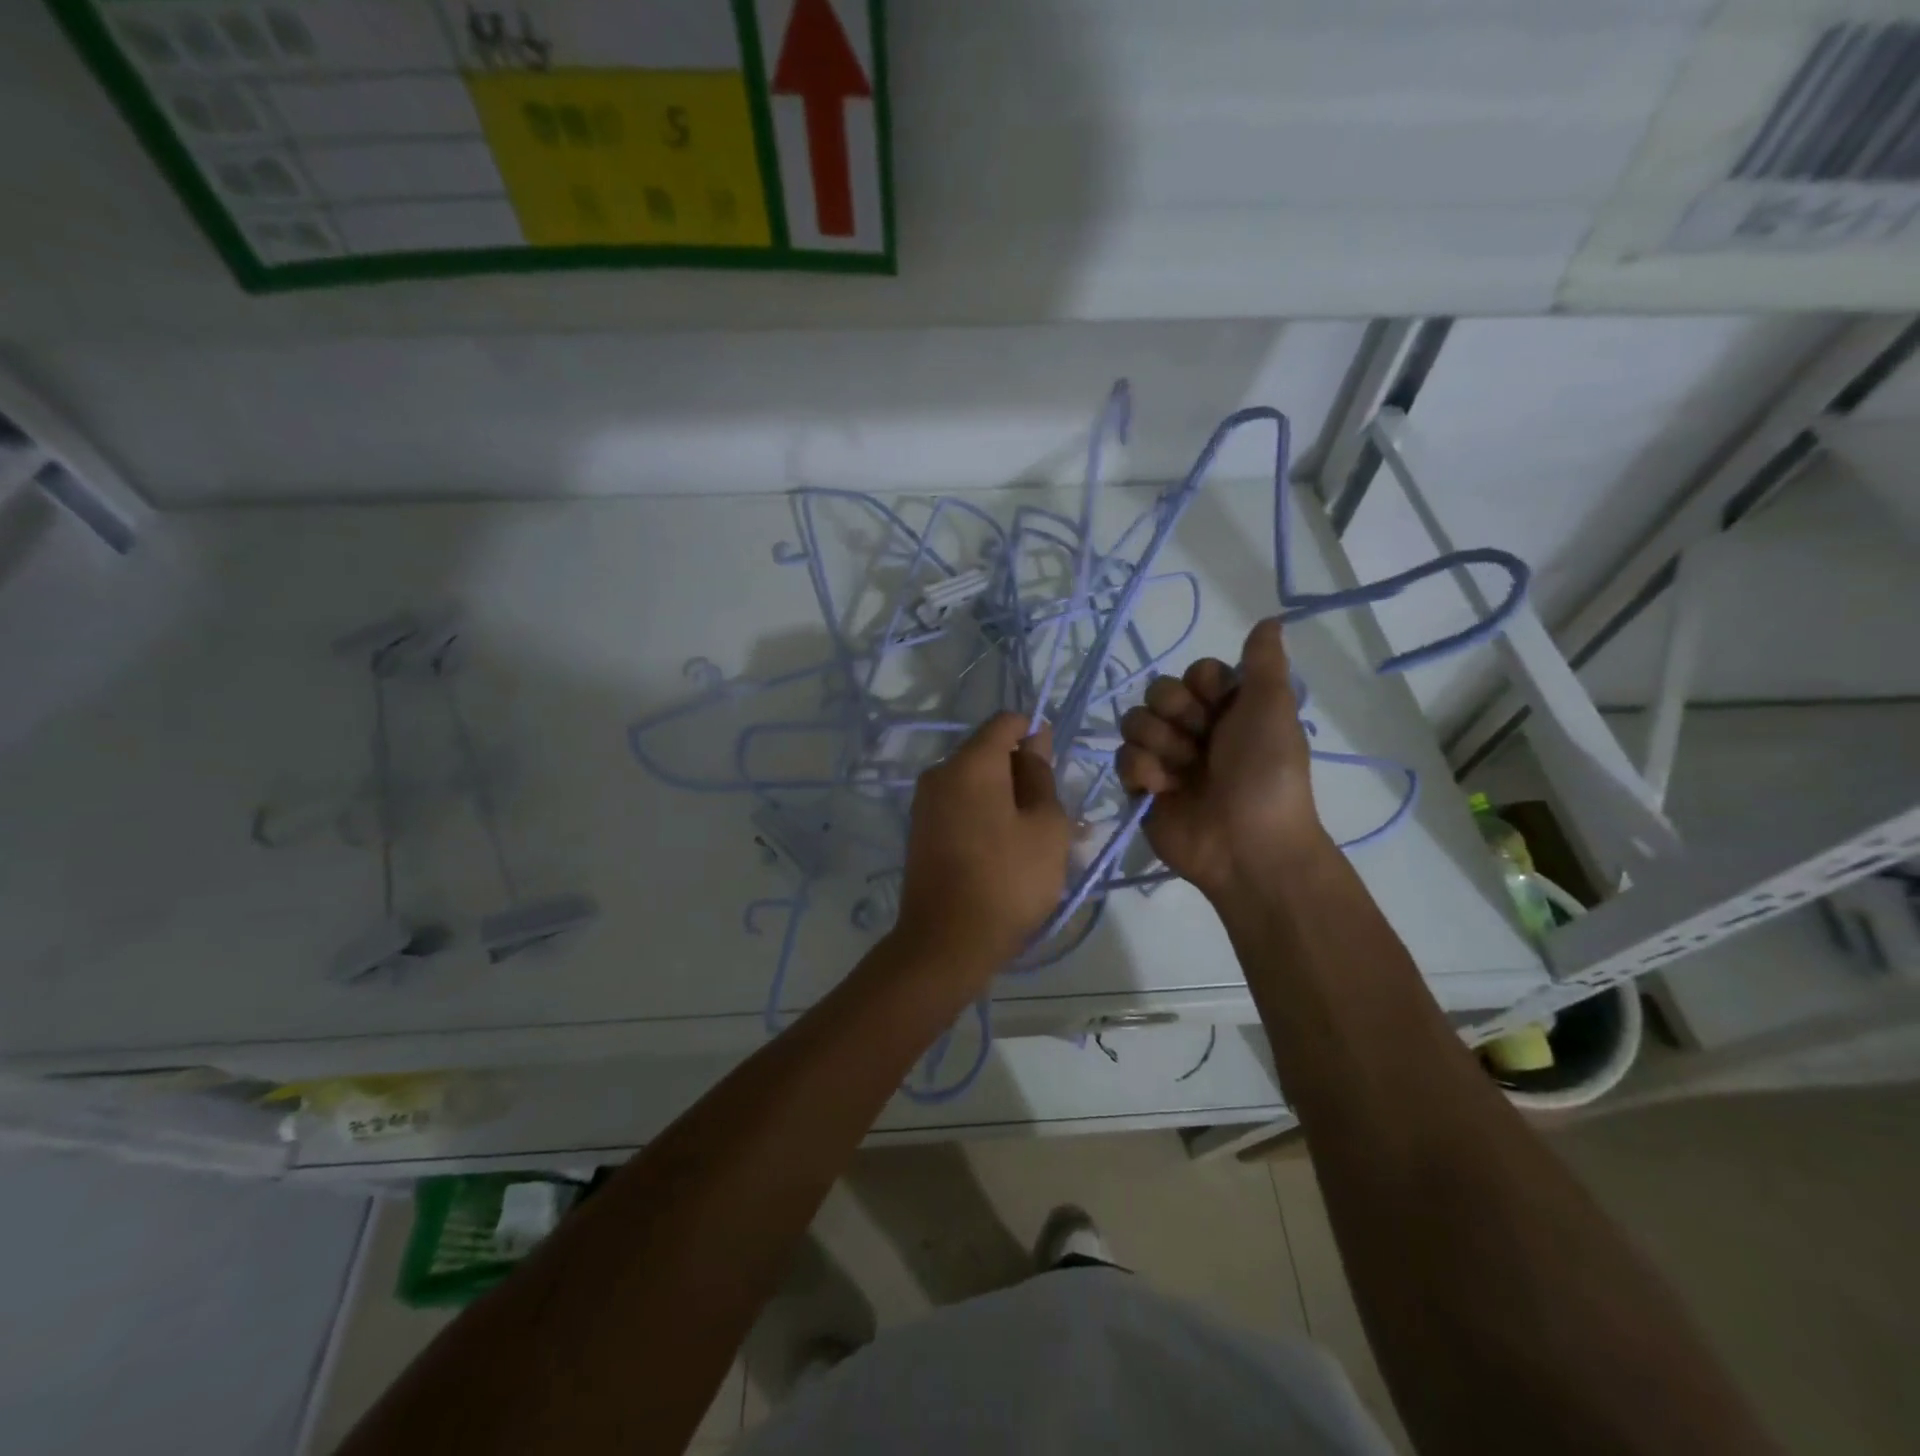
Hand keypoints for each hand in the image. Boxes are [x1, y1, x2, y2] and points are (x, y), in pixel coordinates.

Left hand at [895, 713, 1072, 977]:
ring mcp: (925, 802)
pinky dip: (985, 816)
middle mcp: (940, 772)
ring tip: (1033, 840)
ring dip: (1006, 798)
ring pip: (976, 782)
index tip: (1055, 772)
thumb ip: (1041, 775)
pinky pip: (960, 806)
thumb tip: (1033, 741)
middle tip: (1051, 816)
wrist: (946, 942)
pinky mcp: (920, 830)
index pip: (1006, 722)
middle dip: (1022, 772)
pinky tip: (1005, 851)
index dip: (1035, 735)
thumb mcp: (1047, 826)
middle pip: (988, 752)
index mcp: (971, 763)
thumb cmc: (1009, 881)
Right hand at [1116, 618, 1324, 902]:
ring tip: (1182, 771)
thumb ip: (1264, 663)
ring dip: (1158, 743)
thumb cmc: (1265, 773)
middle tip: (1200, 740)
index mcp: (1228, 710)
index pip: (1194, 673)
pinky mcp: (1142, 787)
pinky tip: (1163, 791)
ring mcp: (1166, 758)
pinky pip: (1123, 759)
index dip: (1200, 686)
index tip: (1218, 705)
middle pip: (1158, 692)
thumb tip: (1271, 619)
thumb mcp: (1273, 709)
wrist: (1247, 845)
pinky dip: (1143, 772)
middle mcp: (1195, 729)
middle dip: (1175, 714)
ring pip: (1134, 722)